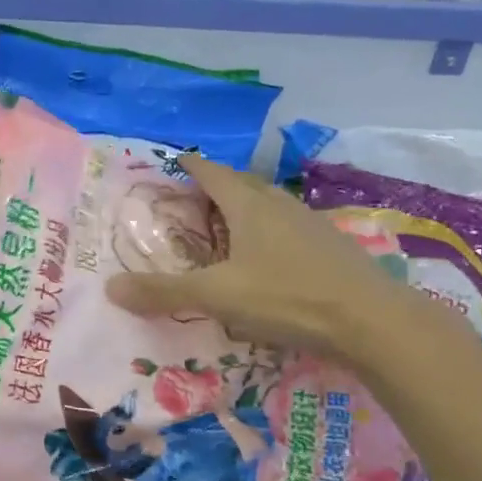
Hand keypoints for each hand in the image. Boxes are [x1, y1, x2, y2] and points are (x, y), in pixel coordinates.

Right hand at [105, 154, 424, 366]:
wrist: (371, 320)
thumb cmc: (286, 297)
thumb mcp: (216, 296)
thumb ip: (163, 292)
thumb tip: (109, 288)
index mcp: (248, 206)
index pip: (212, 173)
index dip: (191, 166)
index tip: (175, 160)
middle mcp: (279, 206)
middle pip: (243, 184)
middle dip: (217, 185)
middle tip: (194, 197)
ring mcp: (310, 224)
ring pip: (270, 205)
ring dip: (246, 208)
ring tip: (227, 225)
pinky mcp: (331, 247)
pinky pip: (289, 228)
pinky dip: (270, 232)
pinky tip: (269, 256)